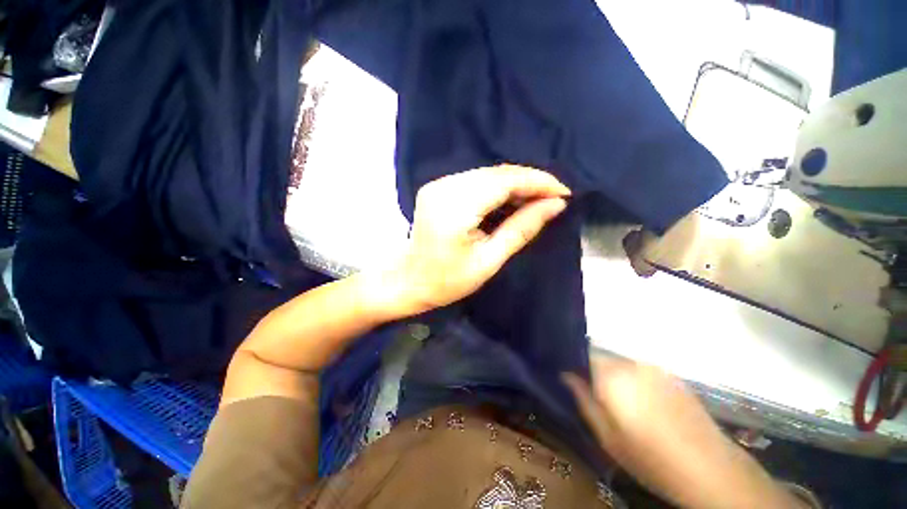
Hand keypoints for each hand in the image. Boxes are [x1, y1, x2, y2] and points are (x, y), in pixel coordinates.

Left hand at [387, 165, 569, 314]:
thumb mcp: (489, 261)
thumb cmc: (447, 281)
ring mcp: (438, 184)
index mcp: (454, 208)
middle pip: (496, 173)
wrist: (409, 280)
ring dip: (515, 184)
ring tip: (537, 200)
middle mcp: (444, 187)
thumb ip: (521, 229)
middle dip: (529, 182)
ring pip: (487, 174)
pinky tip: (512, 199)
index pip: (504, 181)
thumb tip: (555, 205)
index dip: (537, 182)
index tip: (564, 192)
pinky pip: (476, 180)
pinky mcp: (438, 187)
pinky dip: (498, 187)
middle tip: (553, 198)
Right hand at [565, 357, 804, 508]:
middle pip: (601, 357)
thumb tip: (566, 375)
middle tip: (593, 395)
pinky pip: (641, 371)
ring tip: (620, 403)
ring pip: (621, 364)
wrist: (711, 469)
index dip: (573, 364)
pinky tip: (643, 405)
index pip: (581, 354)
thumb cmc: (650, 458)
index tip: (569, 378)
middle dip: (592, 371)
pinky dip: (633, 381)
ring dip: (614, 376)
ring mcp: (654, 368)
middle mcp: (631, 364)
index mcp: (612, 376)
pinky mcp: (671, 375)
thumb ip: (583, 400)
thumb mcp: (607, 436)